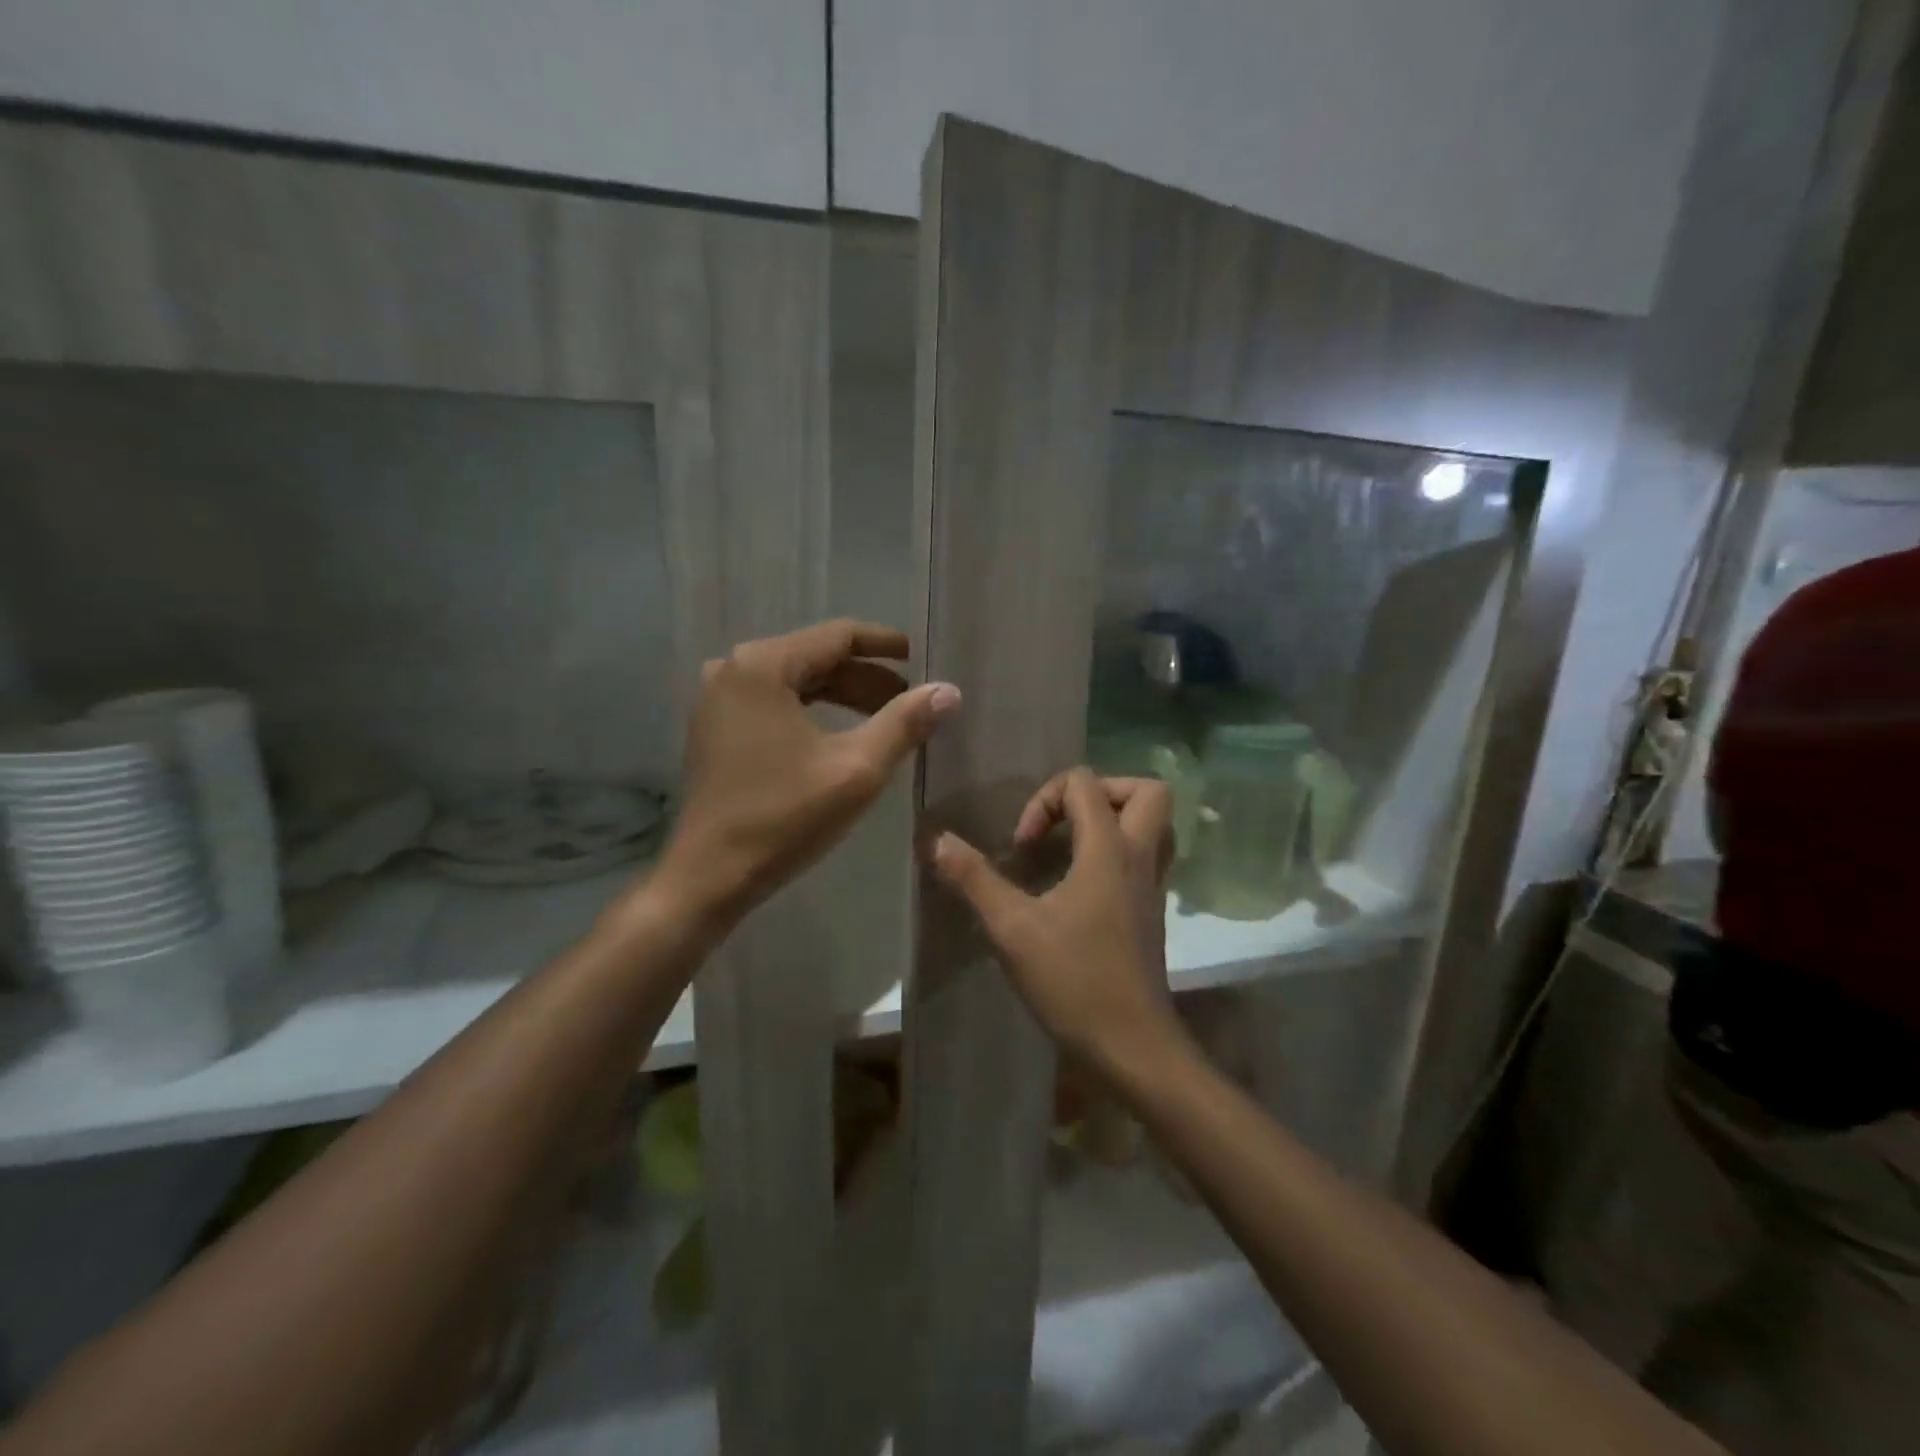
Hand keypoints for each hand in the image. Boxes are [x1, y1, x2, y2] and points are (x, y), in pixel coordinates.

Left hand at [656, 619, 960, 925]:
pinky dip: (812, 710)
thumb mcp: (856, 769)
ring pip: (796, 681)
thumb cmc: (784, 817)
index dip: (885, 645)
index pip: (837, 635)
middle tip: (910, 699)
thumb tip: (949, 690)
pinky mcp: (715, 726)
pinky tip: (841, 733)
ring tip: (886, 717)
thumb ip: (904, 723)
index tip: (921, 658)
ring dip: (842, 695)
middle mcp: (733, 669)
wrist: (710, 875)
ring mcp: (717, 698)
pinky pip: (774, 701)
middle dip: (866, 677)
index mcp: (762, 666)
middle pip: (815, 657)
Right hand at [930, 768, 1183, 1067]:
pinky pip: (1148, 857)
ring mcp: (1153, 885)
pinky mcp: (1152, 911)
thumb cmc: (1074, 981)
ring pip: (1156, 825)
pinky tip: (1082, 883)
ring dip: (1117, 820)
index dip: (1045, 800)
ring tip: (1074, 844)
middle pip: (1147, 791)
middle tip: (1064, 821)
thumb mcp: (1012, 928)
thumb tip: (937, 840)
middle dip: (1102, 791)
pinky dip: (1120, 851)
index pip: (1084, 784)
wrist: (1132, 1045)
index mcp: (1109, 850)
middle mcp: (1141, 857)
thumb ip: (974, 879)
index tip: (1024, 846)